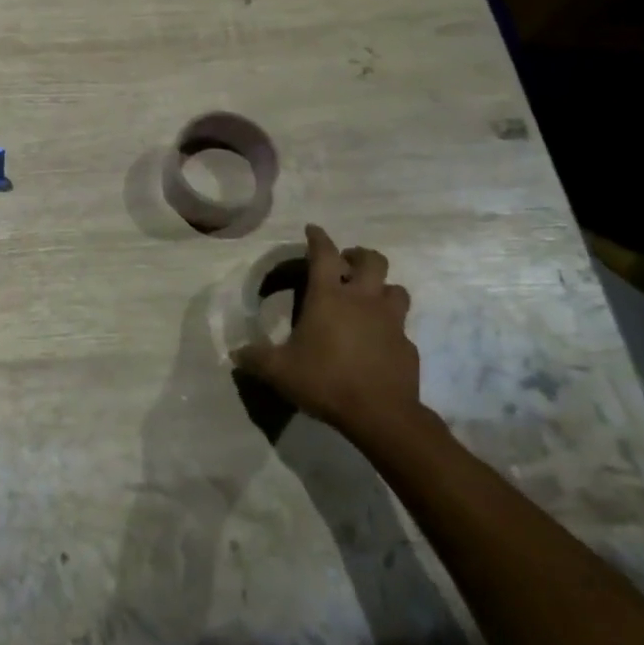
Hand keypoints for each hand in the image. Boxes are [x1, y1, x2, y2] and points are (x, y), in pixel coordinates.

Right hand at [233, 224, 428, 446]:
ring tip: (370, 298)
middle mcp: (363, 300)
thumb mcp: (279, 371)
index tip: (313, 229)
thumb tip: (235, 354)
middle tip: (348, 264)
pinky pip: (401, 328)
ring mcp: (391, 322)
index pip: (325, 254)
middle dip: (359, 256)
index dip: (318, 238)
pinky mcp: (407, 346)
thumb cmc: (325, 381)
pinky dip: (390, 328)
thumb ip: (255, 358)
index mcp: (329, 297)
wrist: (381, 415)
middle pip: (372, 260)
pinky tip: (378, 342)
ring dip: (382, 288)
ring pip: (395, 289)